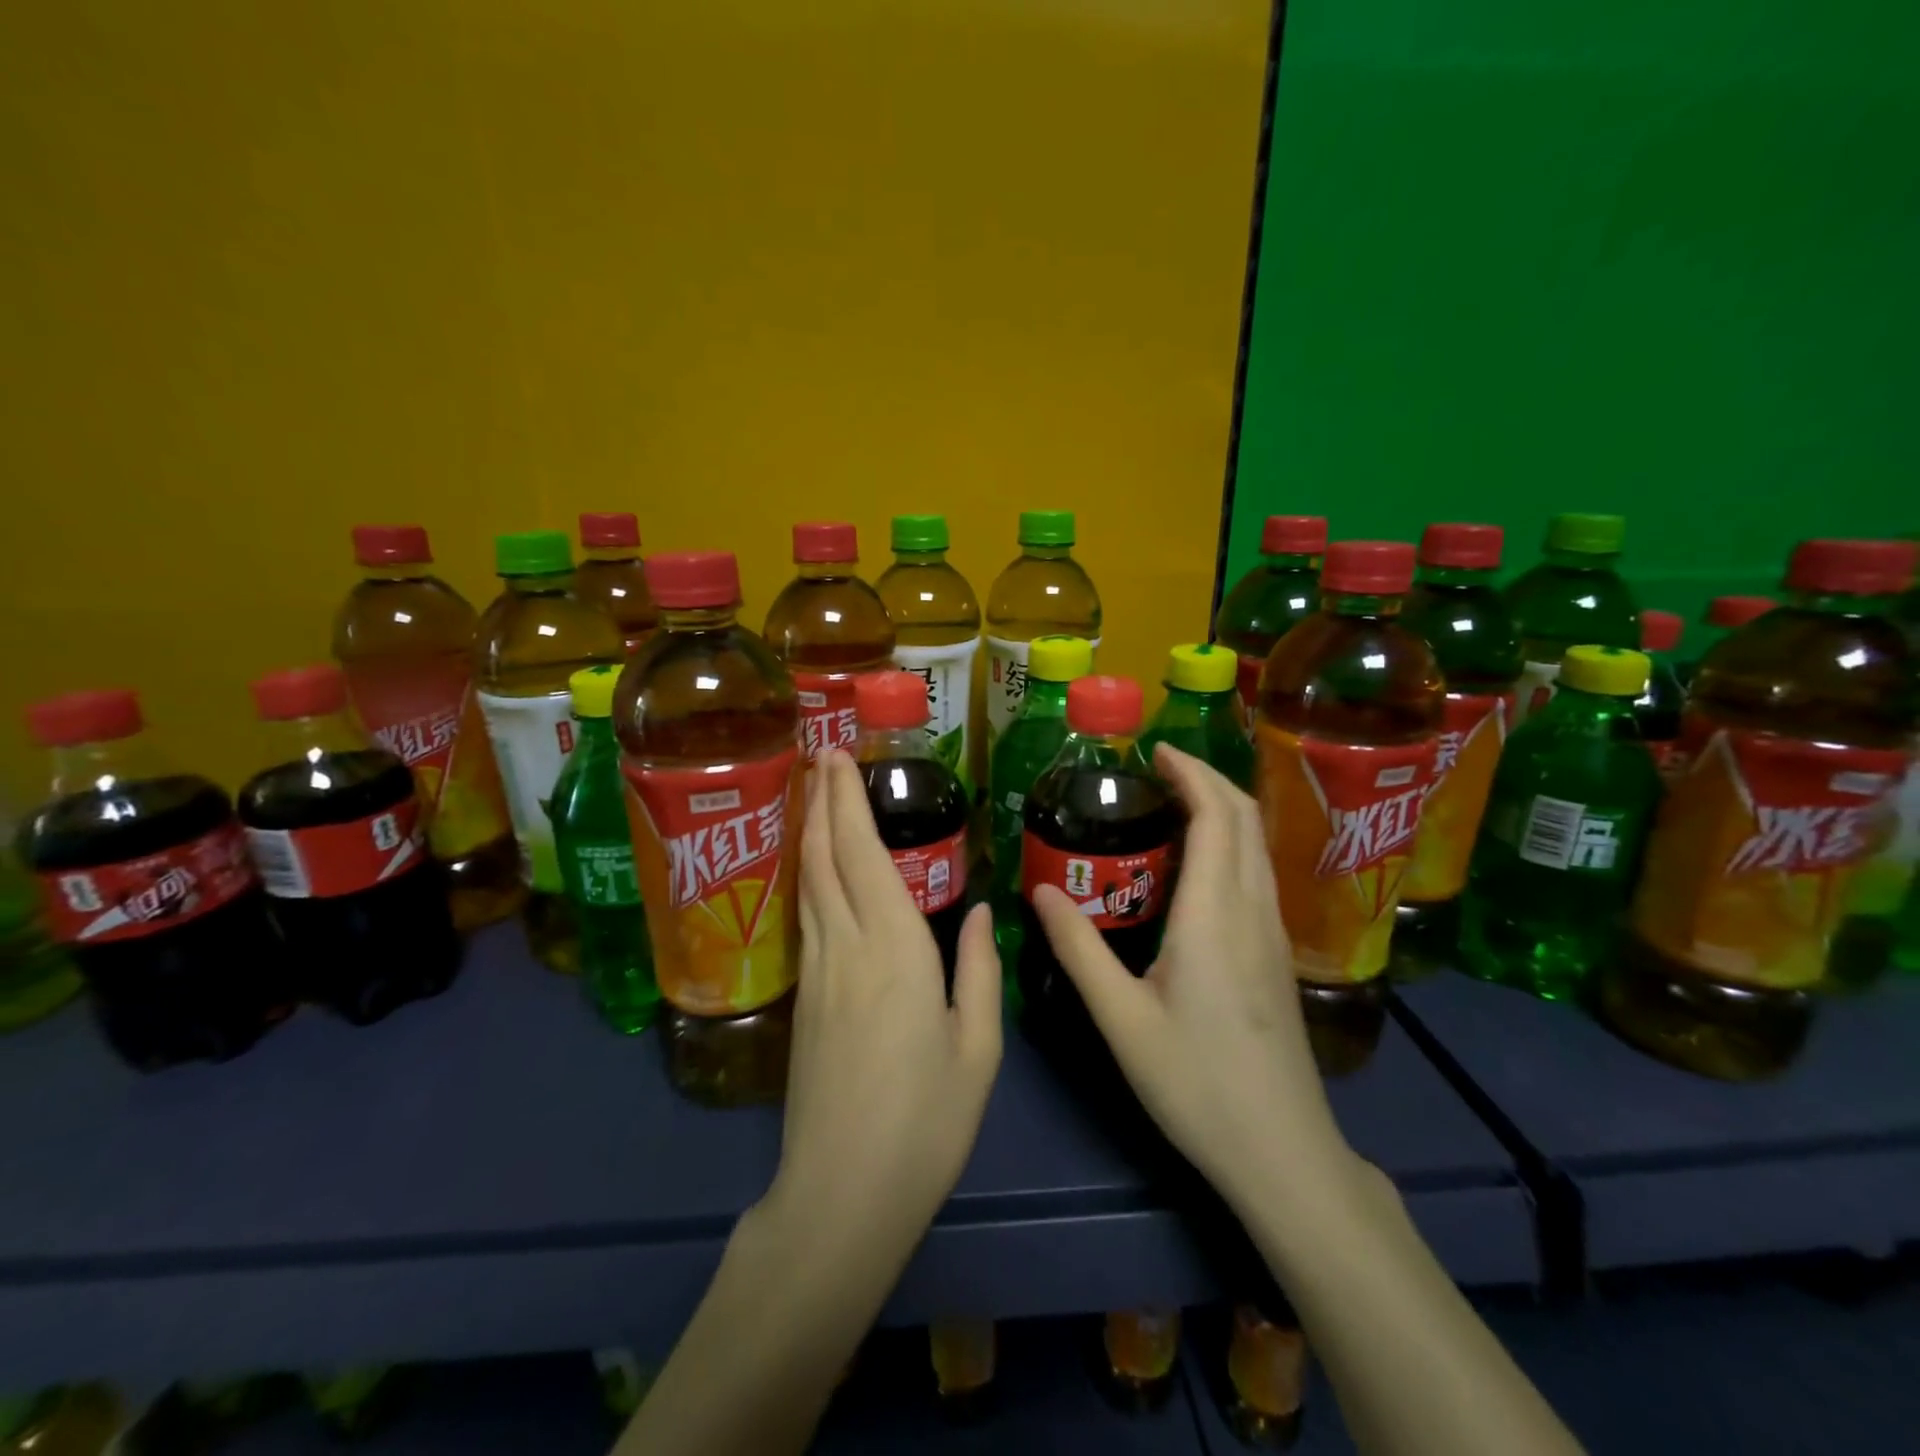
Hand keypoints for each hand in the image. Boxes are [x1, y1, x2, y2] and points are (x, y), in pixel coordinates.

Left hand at [760, 751, 1002, 1258]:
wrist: (843, 1193)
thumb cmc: (926, 1122)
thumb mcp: (977, 1048)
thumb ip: (978, 970)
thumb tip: (978, 910)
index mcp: (895, 949)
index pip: (864, 855)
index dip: (848, 802)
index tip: (839, 758)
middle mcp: (847, 946)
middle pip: (825, 856)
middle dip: (822, 800)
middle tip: (820, 754)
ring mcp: (818, 972)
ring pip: (808, 882)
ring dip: (809, 831)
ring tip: (812, 794)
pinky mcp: (804, 998)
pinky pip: (806, 915)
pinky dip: (808, 874)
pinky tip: (813, 868)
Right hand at [1029, 743, 1356, 1217]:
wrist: (1283, 1151)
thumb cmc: (1197, 1084)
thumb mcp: (1122, 1020)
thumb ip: (1079, 950)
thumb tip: (1041, 892)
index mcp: (1215, 916)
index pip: (1216, 817)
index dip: (1191, 773)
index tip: (1156, 751)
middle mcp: (1253, 911)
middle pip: (1245, 818)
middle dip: (1208, 778)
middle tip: (1157, 768)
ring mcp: (1273, 933)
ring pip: (1257, 844)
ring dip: (1222, 808)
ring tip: (1173, 801)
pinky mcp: (1277, 954)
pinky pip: (1258, 871)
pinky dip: (1231, 841)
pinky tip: (1198, 862)